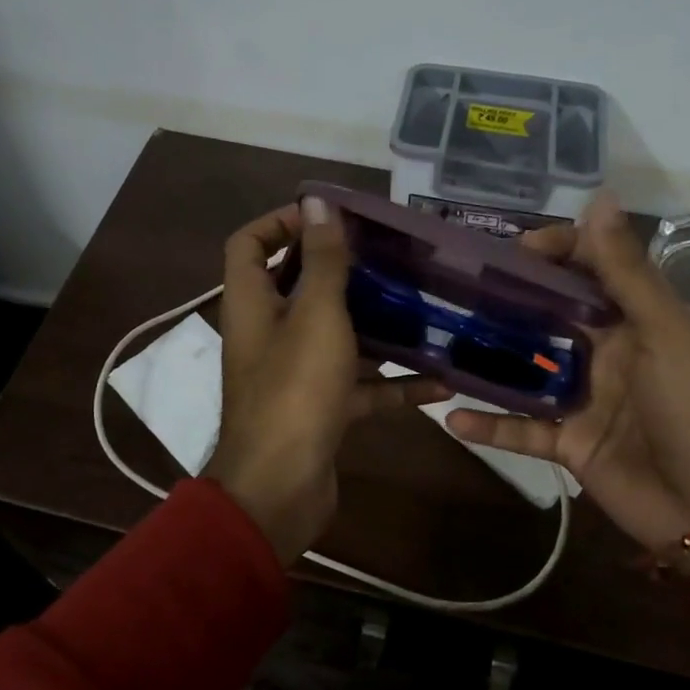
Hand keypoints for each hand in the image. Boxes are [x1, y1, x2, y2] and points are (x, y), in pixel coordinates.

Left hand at [206, 197, 450, 565]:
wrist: (280, 489)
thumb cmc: (295, 392)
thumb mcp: (316, 316)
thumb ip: (322, 260)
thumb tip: (317, 200)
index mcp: (253, 304)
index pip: (249, 242)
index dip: (281, 221)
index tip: (330, 216)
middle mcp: (268, 334)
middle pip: (299, 286)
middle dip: (343, 269)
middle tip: (390, 255)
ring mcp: (294, 375)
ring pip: (336, 336)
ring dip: (376, 324)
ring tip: (423, 307)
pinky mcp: (320, 409)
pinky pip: (359, 386)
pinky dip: (393, 382)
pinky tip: (440, 380)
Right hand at [447, 194, 689, 574]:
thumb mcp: (666, 334)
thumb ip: (627, 273)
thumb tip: (598, 199)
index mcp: (635, 320)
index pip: (590, 269)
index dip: (556, 250)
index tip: (513, 249)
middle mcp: (605, 352)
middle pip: (549, 315)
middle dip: (508, 298)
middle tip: (457, 285)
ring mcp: (583, 399)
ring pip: (526, 370)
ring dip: (489, 359)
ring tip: (441, 340)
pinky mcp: (568, 443)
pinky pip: (521, 430)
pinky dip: (490, 425)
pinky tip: (451, 416)